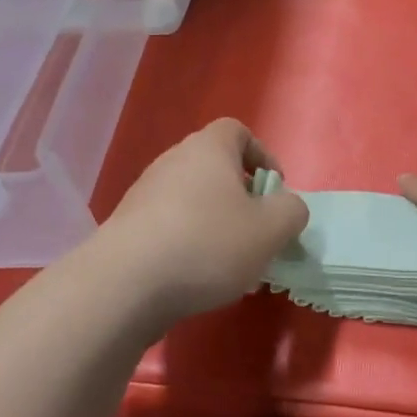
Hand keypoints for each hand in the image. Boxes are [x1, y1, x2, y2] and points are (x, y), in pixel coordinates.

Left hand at [96, 118, 307, 326]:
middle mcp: (174, 160)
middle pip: (215, 167)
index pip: (238, 132)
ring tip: (230, 265)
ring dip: (216, 224)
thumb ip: (291, 211)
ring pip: (193, 200)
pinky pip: (170, 225)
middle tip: (257, 233)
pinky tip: (197, 279)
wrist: (125, 284)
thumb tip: (286, 206)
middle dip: (241, 198)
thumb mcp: (270, 230)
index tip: (274, 191)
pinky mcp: (128, 226)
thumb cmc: (207, 244)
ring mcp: (145, 193)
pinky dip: (188, 243)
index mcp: (208, 148)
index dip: (262, 156)